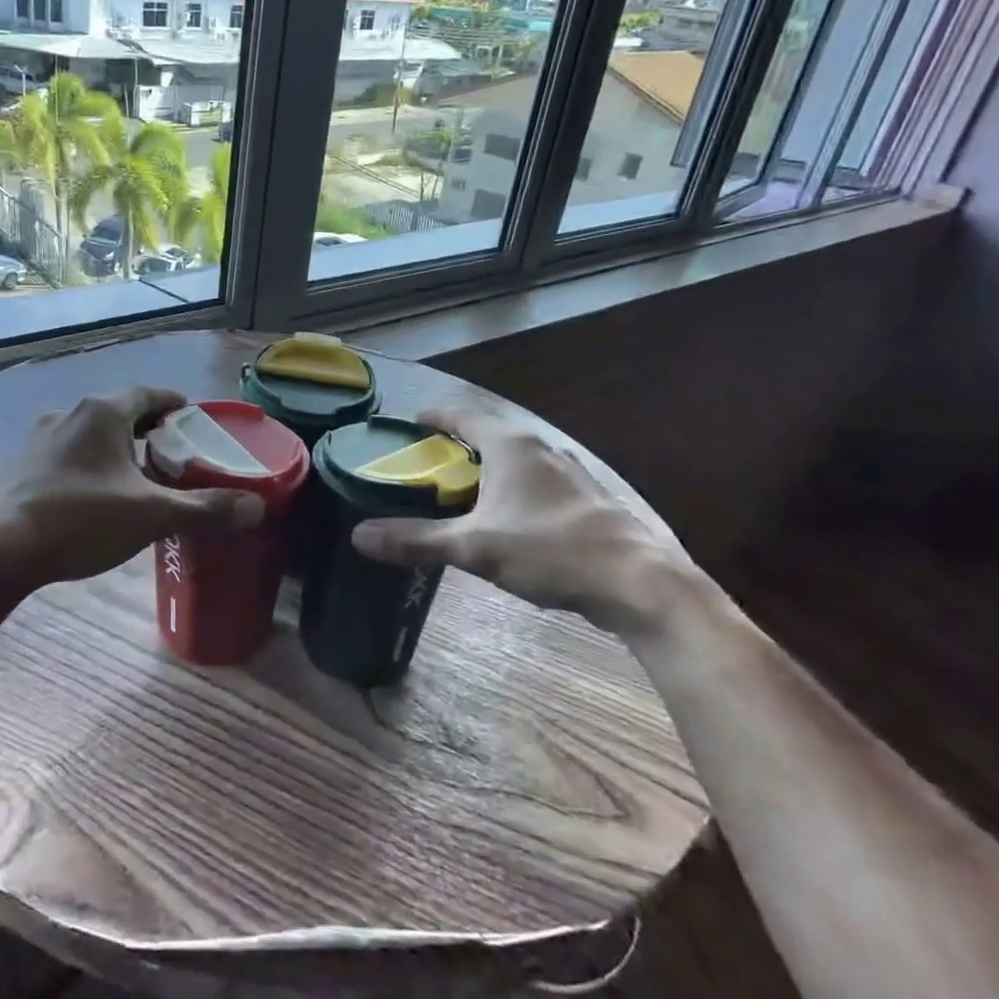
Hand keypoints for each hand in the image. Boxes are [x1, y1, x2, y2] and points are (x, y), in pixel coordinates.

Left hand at [0, 386, 262, 587]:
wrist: (2, 549)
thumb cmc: (82, 519)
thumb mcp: (151, 515)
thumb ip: (205, 509)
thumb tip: (256, 508)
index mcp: (103, 412)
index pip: (148, 394)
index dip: (174, 404)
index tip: (192, 420)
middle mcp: (71, 413)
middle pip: (120, 411)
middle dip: (148, 427)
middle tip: (173, 452)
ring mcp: (41, 437)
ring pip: (91, 432)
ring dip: (116, 445)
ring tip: (137, 474)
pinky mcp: (23, 464)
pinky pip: (68, 452)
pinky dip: (90, 462)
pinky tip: (96, 494)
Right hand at [349, 404, 714, 640]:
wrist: (639, 583)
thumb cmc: (551, 550)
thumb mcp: (474, 547)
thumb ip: (417, 540)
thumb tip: (359, 535)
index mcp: (511, 446)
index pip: (462, 415)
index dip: (434, 416)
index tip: (410, 422)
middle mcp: (541, 449)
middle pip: (489, 434)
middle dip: (457, 444)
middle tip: (427, 464)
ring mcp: (569, 473)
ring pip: (516, 459)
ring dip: (486, 467)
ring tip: (461, 490)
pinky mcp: (586, 499)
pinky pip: (536, 481)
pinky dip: (512, 488)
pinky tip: (508, 518)